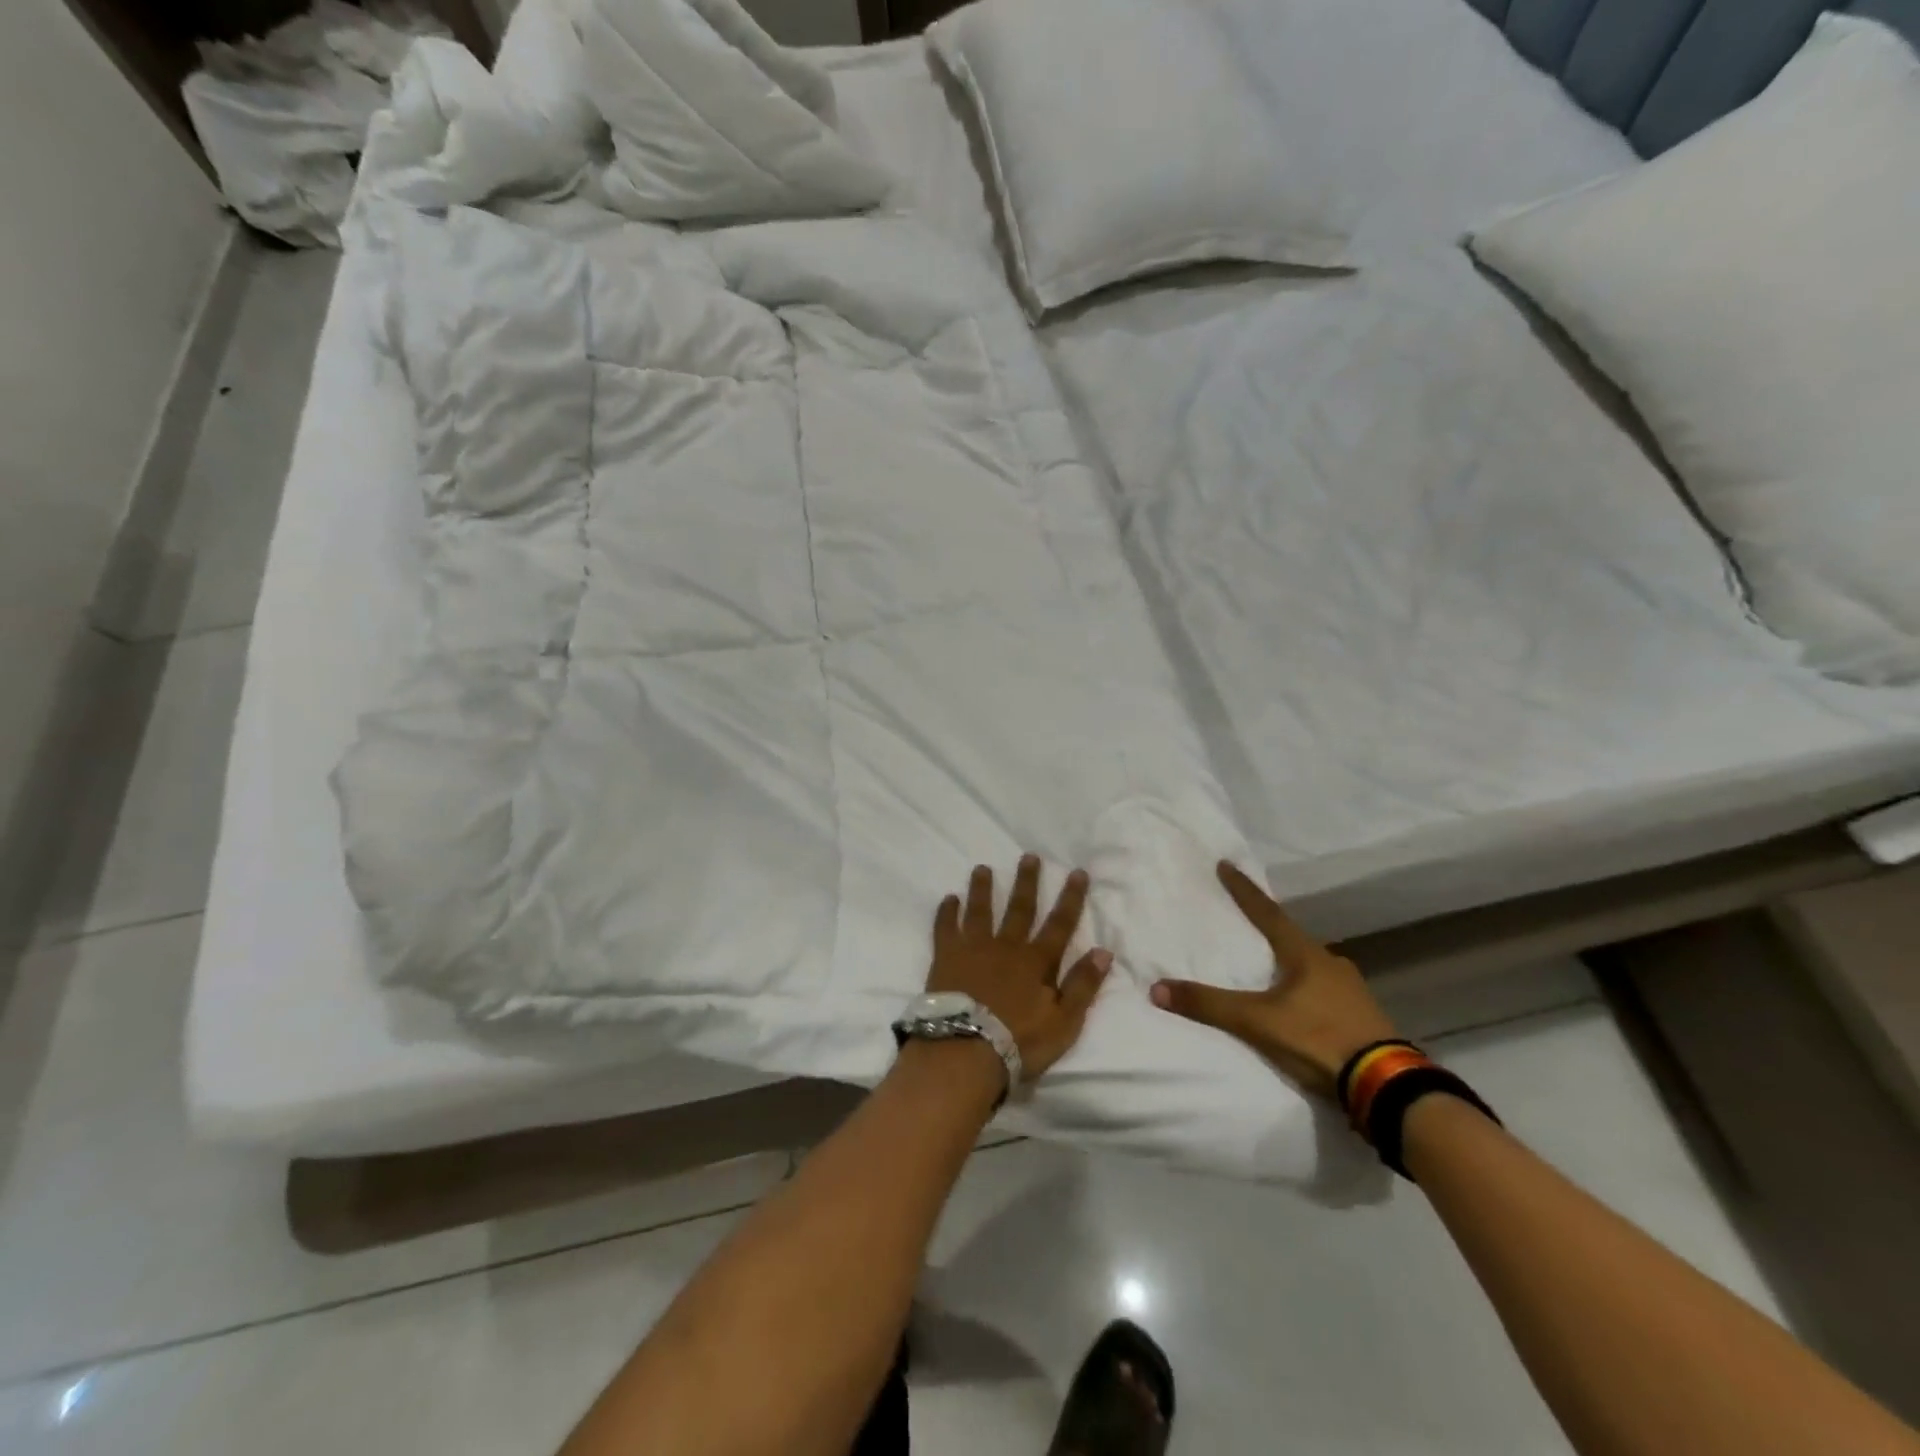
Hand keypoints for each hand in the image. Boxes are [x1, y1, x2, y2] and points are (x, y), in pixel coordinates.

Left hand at [927, 856, 1113, 1081]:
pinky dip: (947, 912)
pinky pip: (945, 928)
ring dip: (982, 888)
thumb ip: (1083, 985)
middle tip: (1029, 856)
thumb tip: (1104, 951)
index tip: (1077, 872)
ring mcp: (973, 948)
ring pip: (980, 910)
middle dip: (1026, 881)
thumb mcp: (1064, 1021)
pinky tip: (949, 898)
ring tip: (982, 868)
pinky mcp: (946, 957)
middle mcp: (1006, 946)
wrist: (966, 1050)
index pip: (1060, 923)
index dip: (1071, 898)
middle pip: (1019, 908)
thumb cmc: (1019, 1040)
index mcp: (1036, 961)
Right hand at [1150, 861, 1399, 1099]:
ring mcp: (1352, 990)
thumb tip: (1157, 989)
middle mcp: (1330, 963)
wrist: (1386, 1086)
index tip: (1227, 864)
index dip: (1244, 890)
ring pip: (1313, 966)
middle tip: (1249, 924)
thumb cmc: (1317, 1038)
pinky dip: (1308, 990)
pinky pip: (1327, 991)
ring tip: (1273, 968)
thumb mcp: (1257, 1022)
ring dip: (1291, 962)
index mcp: (1305, 954)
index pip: (1267, 913)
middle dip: (1271, 929)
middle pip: (1293, 938)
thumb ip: (1209, 1005)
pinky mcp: (1363, 1017)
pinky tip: (1302, 1004)